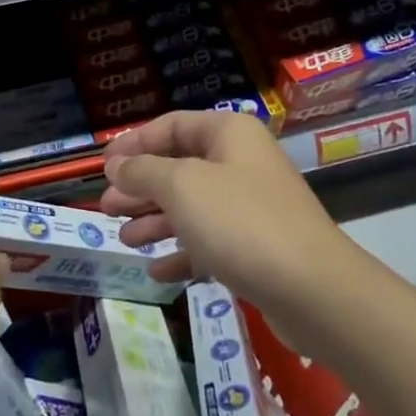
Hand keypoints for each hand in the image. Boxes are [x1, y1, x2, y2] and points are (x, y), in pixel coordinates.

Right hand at [100, 111, 349, 306]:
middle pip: (180, 166)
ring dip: (156, 220)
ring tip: (124, 239)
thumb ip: (143, 171)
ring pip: (192, 206)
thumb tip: (116, 165)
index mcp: (229, 134)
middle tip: (106, 206)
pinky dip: (182, 252)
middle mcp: (241, 163)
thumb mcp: (181, 187)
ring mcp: (252, 206)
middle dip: (141, 186)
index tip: (102, 165)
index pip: (172, 125)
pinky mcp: (257, 247)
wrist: (313, 290)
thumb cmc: (241, 222)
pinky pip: (210, 242)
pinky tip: (157, 271)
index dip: (134, 142)